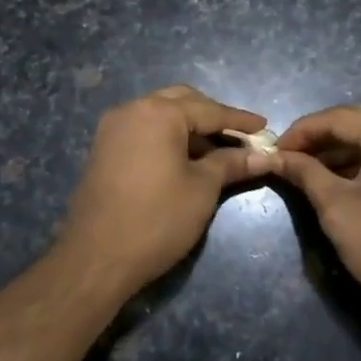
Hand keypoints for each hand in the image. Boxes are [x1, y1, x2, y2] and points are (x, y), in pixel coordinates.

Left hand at [58, 84, 270, 295]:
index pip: (209, 110)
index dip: (239, 121)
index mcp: (158, 113)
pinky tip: (185, 159)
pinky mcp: (103, 148)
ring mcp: (113, 128)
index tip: (265, 128)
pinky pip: (143, 130)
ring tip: (217, 150)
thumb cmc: (157, 220)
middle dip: (212, 116)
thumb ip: (231, 164)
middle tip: (239, 137)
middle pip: (182, 102)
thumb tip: (262, 156)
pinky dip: (167, 137)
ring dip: (189, 127)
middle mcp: (132, 109)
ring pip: (160, 114)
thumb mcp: (202, 189)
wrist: (96, 258)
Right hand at [270, 105, 360, 321]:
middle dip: (320, 138)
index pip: (338, 118)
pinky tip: (338, 180)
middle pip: (359, 123)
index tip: (273, 149)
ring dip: (341, 151)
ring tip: (307, 170)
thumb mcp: (336, 207)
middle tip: (288, 156)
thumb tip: (274, 156)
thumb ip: (304, 172)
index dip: (301, 131)